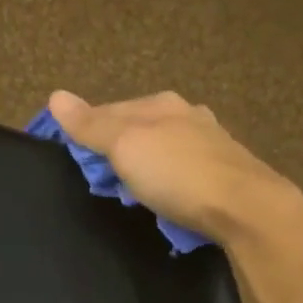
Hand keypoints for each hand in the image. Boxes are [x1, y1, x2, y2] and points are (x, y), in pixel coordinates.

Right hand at [46, 89, 302, 245]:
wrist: (246, 207)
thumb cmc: (177, 174)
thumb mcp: (125, 147)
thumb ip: (91, 125)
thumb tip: (55, 96)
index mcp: (160, 104)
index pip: (109, 110)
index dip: (86, 131)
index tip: (73, 158)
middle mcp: (187, 114)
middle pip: (137, 127)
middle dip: (117, 149)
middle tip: (102, 181)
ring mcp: (210, 141)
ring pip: (162, 147)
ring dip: (144, 165)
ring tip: (132, 191)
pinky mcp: (225, 169)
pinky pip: (184, 168)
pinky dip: (168, 178)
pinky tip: (169, 195)